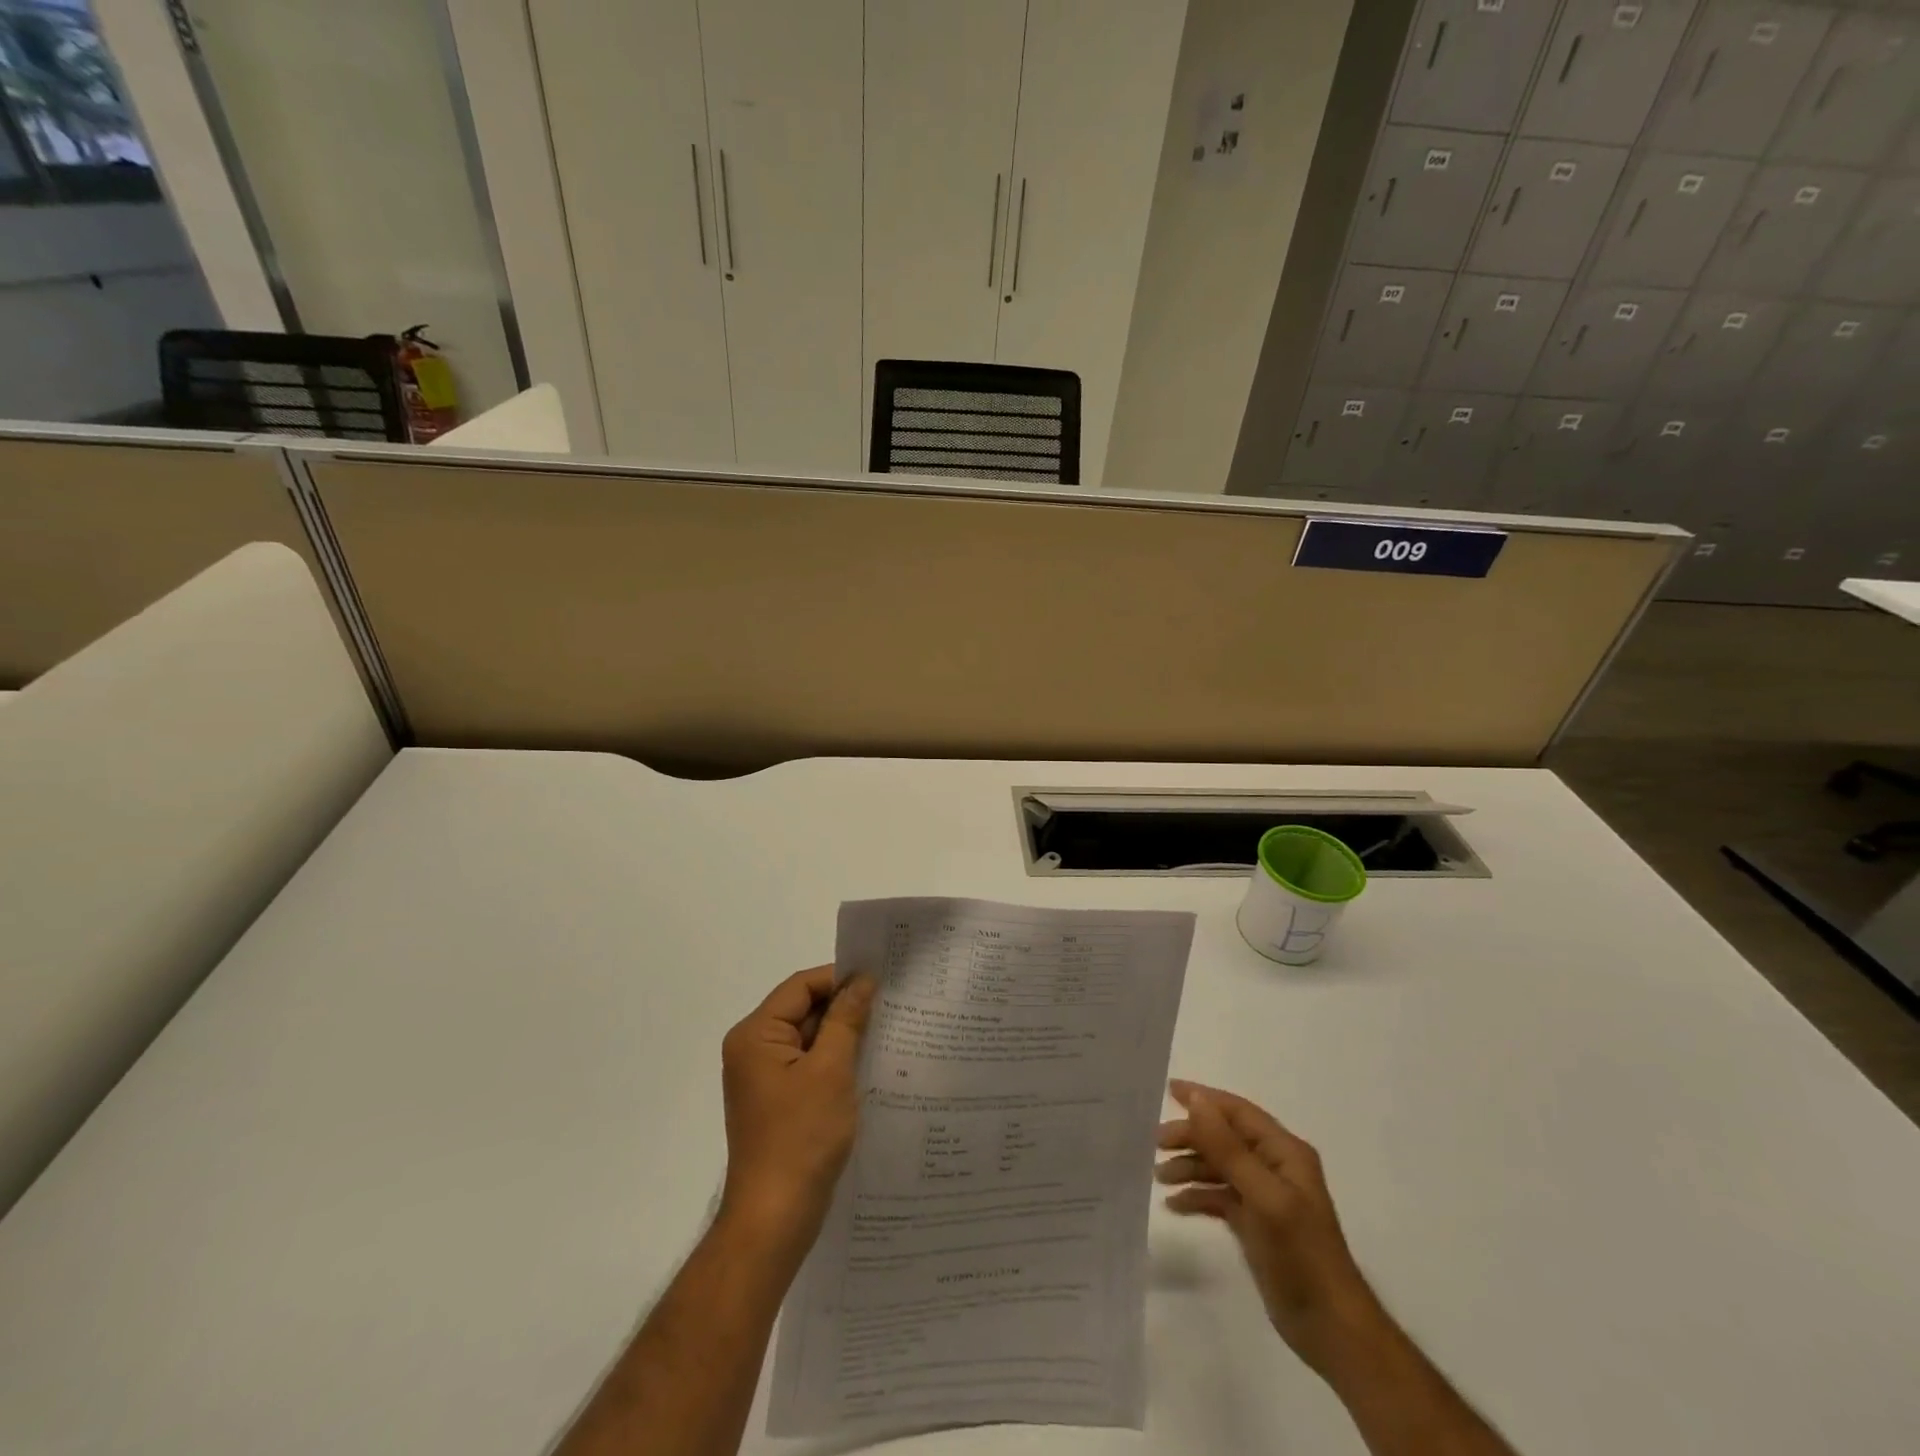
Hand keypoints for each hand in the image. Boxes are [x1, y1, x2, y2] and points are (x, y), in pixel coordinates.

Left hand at [718, 966, 874, 1260]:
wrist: (775, 1219)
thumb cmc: (802, 1137)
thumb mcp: (831, 1070)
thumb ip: (846, 1018)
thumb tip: (862, 980)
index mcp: (755, 1035)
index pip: (800, 987)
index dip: (839, 979)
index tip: (880, 980)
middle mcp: (753, 1049)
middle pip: (803, 1010)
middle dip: (844, 1007)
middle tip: (890, 1005)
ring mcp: (763, 1078)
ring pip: (809, 1039)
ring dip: (843, 1035)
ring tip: (886, 1031)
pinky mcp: (777, 1101)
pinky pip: (809, 1065)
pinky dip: (835, 1061)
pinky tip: (866, 1065)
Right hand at [1156, 1079, 1382, 1375]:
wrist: (1331, 1329)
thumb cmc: (1301, 1254)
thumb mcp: (1264, 1196)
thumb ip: (1228, 1148)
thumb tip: (1197, 1101)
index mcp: (1284, 1152)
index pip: (1238, 1112)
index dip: (1204, 1099)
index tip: (1168, 1091)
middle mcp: (1274, 1166)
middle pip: (1225, 1137)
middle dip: (1191, 1136)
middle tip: (1156, 1143)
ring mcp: (1265, 1195)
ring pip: (1219, 1166)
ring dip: (1190, 1166)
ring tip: (1159, 1176)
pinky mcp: (1255, 1223)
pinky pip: (1220, 1196)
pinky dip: (1198, 1196)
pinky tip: (1175, 1205)